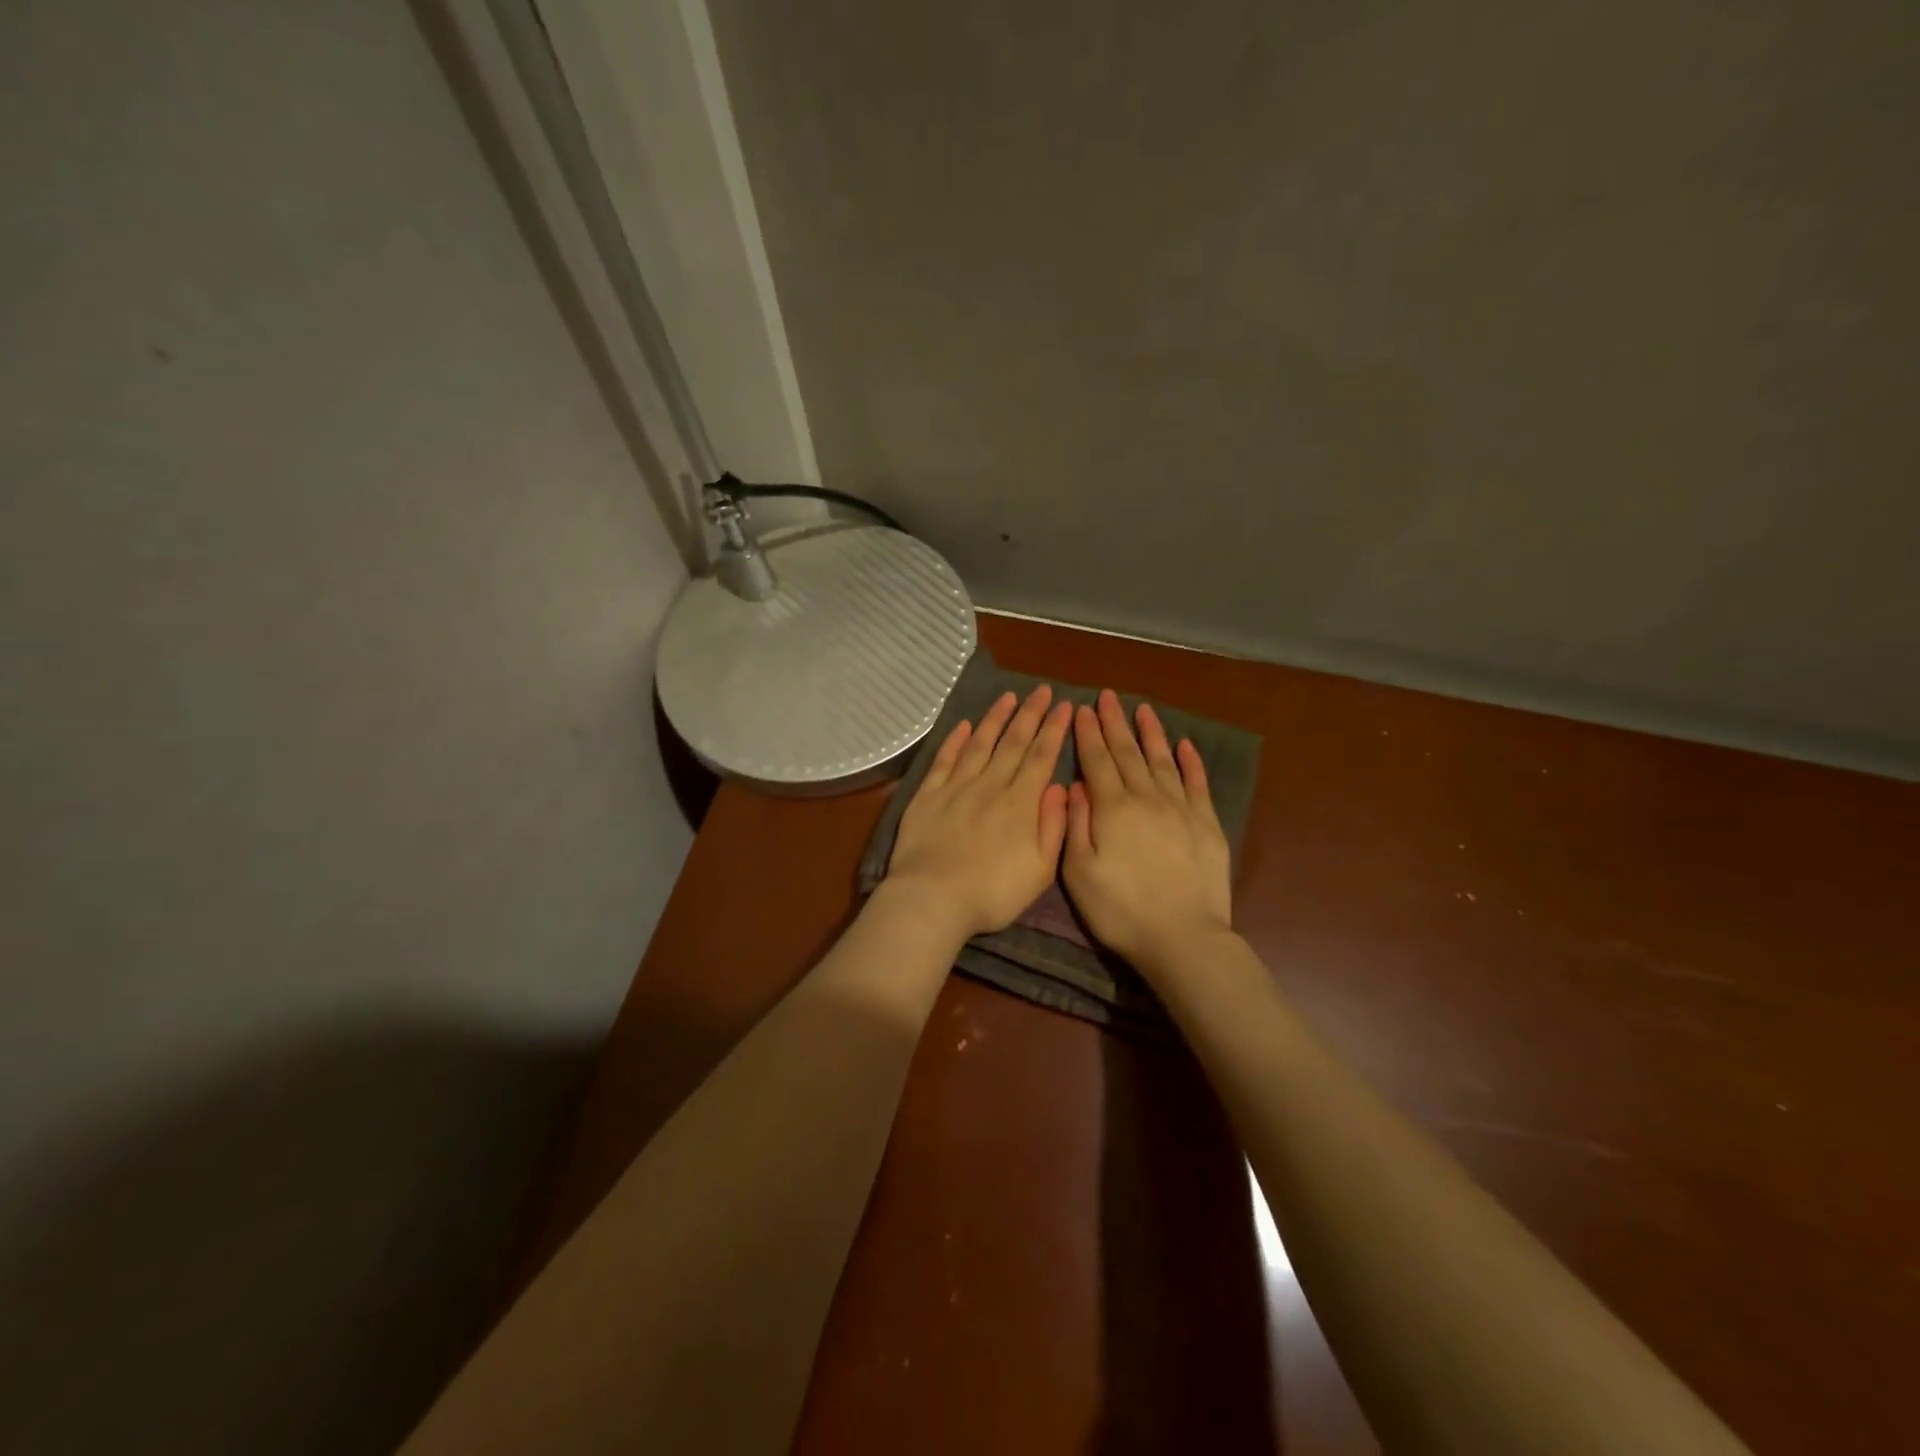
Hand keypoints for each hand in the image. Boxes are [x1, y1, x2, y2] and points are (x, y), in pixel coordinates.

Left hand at [885, 685, 1073, 940]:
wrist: (933, 898)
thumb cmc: (993, 893)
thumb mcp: (1041, 870)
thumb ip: (1054, 826)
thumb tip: (1060, 787)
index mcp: (1021, 803)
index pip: (1042, 756)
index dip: (1055, 729)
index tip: (1065, 705)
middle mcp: (991, 785)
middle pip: (1014, 742)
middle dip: (1031, 713)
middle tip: (1042, 689)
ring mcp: (956, 787)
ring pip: (980, 743)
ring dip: (995, 718)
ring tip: (1009, 696)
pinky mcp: (928, 794)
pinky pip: (944, 759)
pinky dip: (955, 740)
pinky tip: (964, 725)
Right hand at [1063, 689, 1233, 971]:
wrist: (1182, 938)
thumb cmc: (1120, 911)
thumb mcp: (1079, 873)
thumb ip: (1075, 825)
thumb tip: (1076, 786)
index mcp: (1113, 809)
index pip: (1097, 761)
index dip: (1088, 734)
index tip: (1081, 709)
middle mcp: (1147, 799)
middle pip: (1128, 753)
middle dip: (1115, 723)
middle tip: (1107, 696)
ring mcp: (1181, 809)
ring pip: (1162, 761)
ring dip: (1150, 733)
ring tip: (1142, 709)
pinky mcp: (1207, 825)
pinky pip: (1197, 784)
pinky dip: (1190, 762)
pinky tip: (1184, 745)